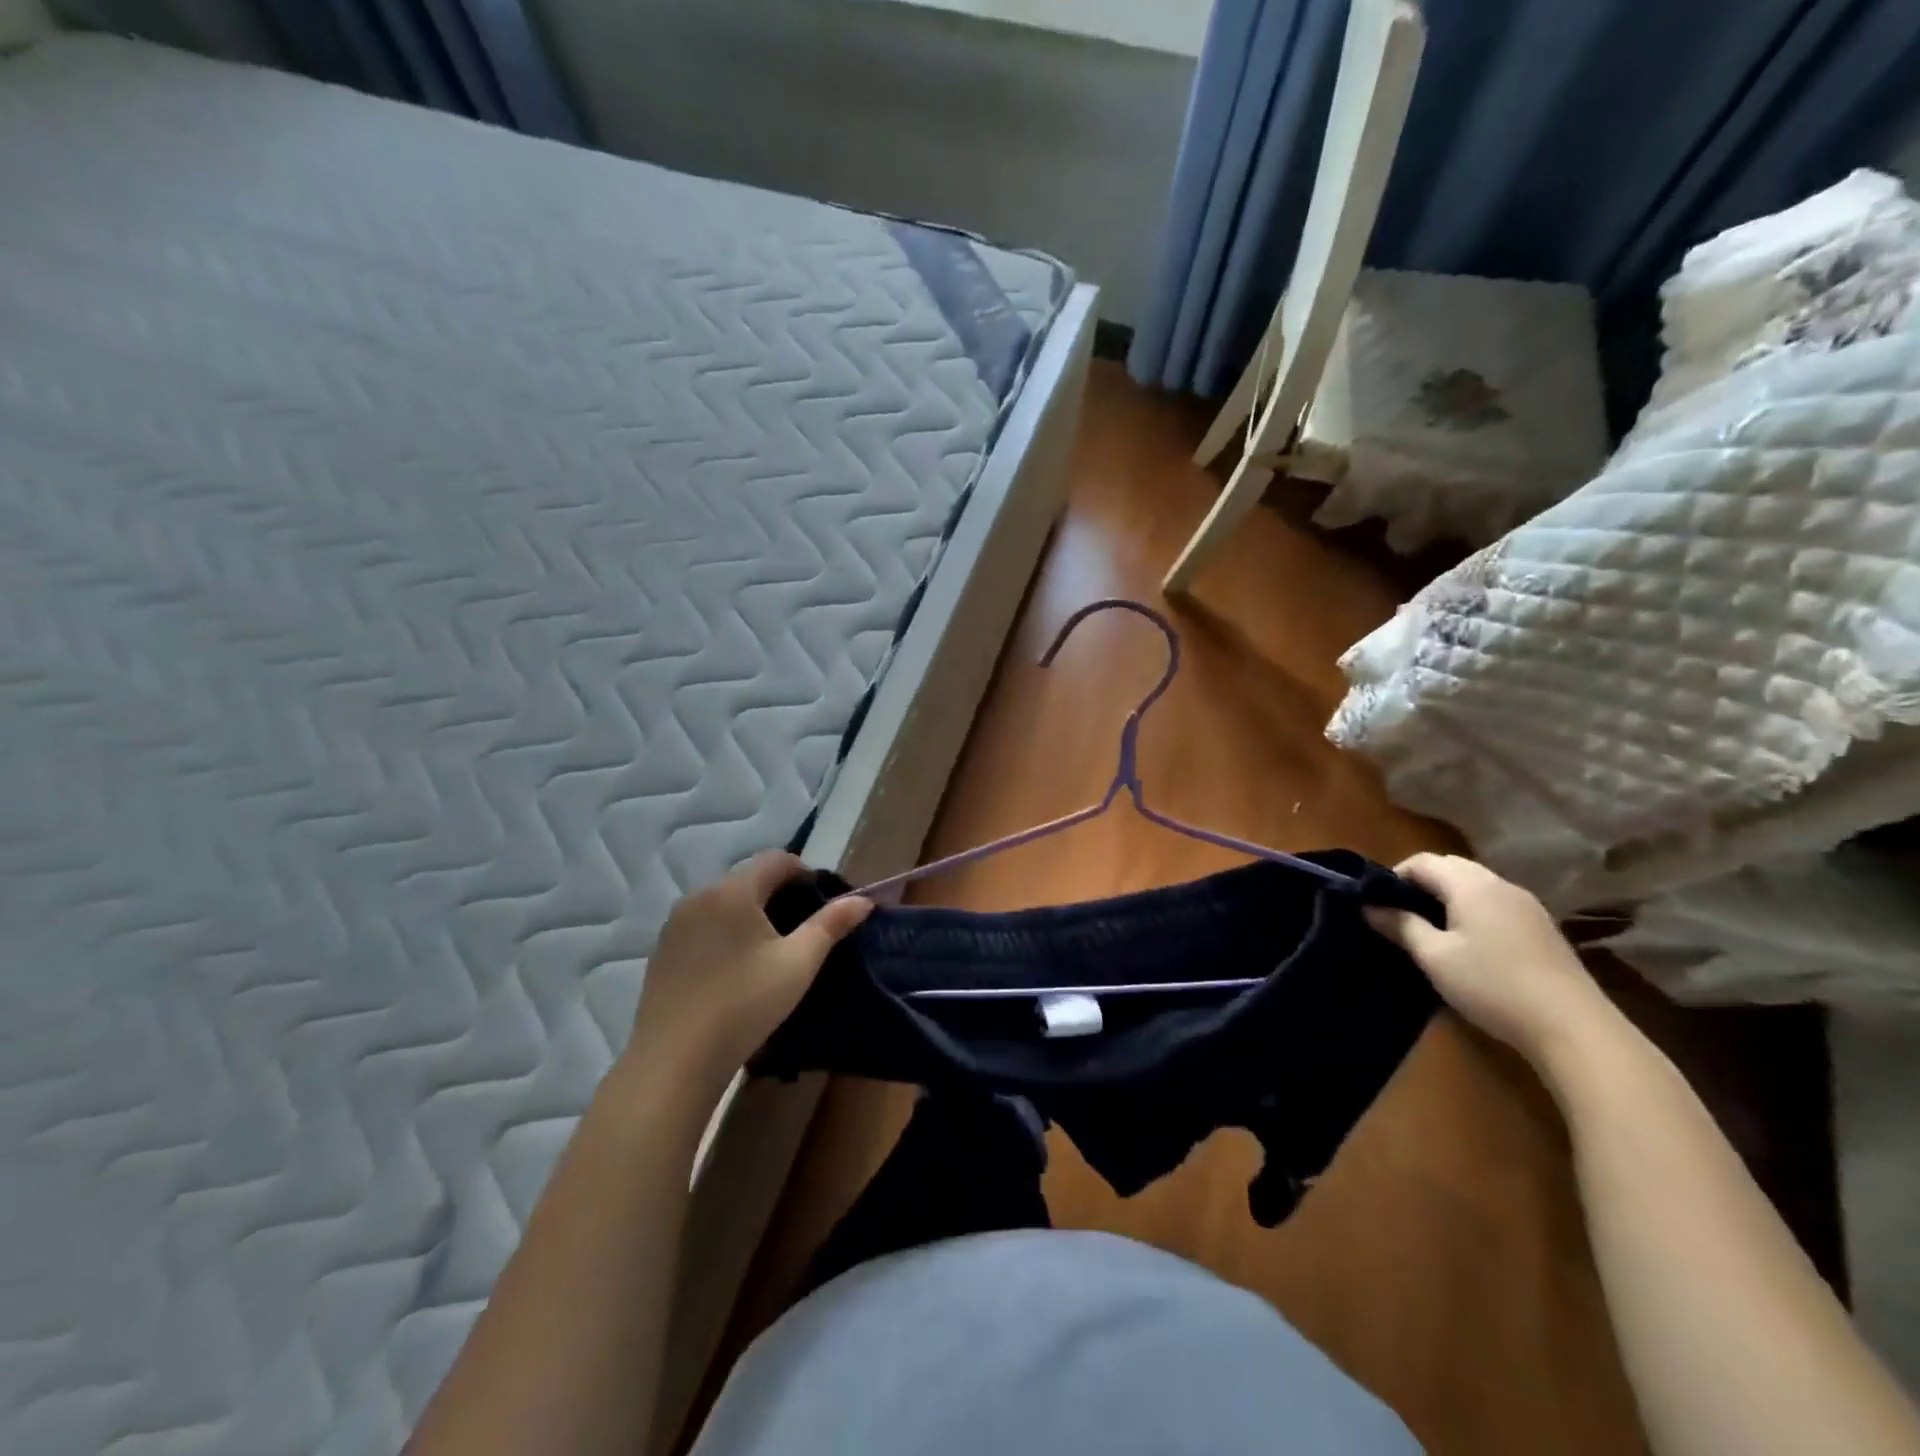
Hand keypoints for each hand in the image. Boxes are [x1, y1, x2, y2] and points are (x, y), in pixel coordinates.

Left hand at [623, 850, 871, 1097]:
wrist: (674, 1062)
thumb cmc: (744, 1005)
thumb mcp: (798, 964)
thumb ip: (831, 925)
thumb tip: (864, 900)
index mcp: (733, 891)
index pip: (776, 859)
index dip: (805, 872)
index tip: (822, 901)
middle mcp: (699, 896)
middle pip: (749, 877)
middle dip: (779, 892)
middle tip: (803, 927)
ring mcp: (675, 924)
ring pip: (724, 901)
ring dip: (751, 912)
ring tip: (772, 948)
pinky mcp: (662, 950)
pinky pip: (703, 924)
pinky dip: (726, 931)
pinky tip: (736, 967)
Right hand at [1366, 852, 1615, 1068]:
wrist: (1573, 1028)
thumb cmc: (1492, 985)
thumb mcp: (1434, 957)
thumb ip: (1401, 926)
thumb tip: (1370, 907)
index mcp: (1470, 885)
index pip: (1422, 861)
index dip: (1394, 876)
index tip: (1379, 904)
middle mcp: (1500, 884)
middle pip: (1451, 868)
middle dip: (1421, 884)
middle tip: (1401, 915)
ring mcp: (1527, 906)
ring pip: (1476, 885)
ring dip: (1448, 897)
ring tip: (1431, 930)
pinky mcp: (1543, 928)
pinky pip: (1496, 904)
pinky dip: (1474, 911)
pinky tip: (1470, 944)